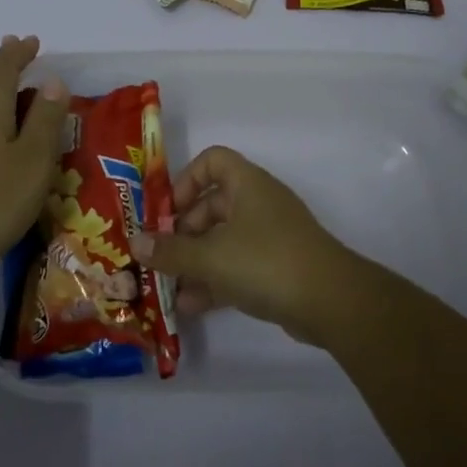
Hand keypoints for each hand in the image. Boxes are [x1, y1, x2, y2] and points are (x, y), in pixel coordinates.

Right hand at [130, 146, 355, 343]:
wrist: (331, 301)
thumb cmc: (266, 261)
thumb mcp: (210, 256)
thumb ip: (170, 251)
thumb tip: (135, 243)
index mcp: (246, 183)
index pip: (212, 160)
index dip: (185, 180)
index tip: (166, 210)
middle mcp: (258, 203)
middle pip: (211, 205)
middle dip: (182, 231)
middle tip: (160, 255)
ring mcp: (269, 237)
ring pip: (222, 240)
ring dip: (194, 262)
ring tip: (167, 287)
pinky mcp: (277, 268)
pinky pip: (236, 267)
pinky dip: (214, 281)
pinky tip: (189, 306)